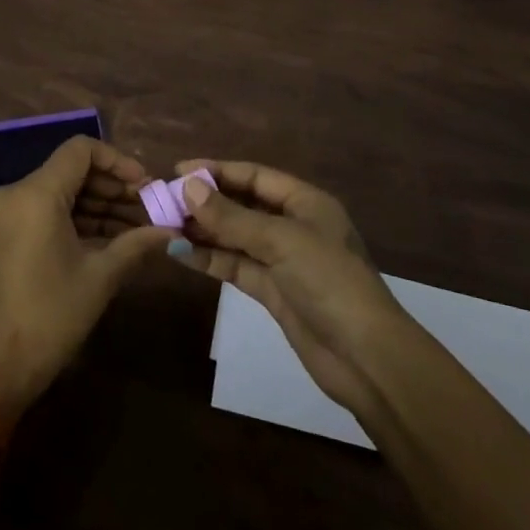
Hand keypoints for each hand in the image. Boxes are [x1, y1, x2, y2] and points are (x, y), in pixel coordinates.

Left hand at [0, 136, 174, 420]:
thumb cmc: (49, 317)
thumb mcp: (99, 277)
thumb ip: (136, 244)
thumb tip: (172, 232)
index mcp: (36, 193)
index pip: (81, 150)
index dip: (118, 161)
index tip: (146, 186)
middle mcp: (15, 193)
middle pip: (71, 171)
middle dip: (112, 188)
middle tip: (149, 209)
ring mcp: (4, 214)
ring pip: (59, 192)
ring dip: (97, 206)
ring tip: (137, 228)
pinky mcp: (2, 234)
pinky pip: (44, 212)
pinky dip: (75, 220)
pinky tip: (109, 239)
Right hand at [171, 159, 411, 421]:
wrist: (366, 358)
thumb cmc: (329, 281)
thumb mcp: (280, 241)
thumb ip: (232, 217)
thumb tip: (188, 188)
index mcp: (305, 202)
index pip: (254, 176)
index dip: (217, 171)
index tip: (178, 170)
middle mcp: (293, 225)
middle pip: (242, 205)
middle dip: (205, 202)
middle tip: (164, 200)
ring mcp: (282, 260)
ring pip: (234, 236)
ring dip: (202, 231)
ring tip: (163, 225)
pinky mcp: (272, 291)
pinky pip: (235, 265)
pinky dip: (209, 258)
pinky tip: (179, 253)